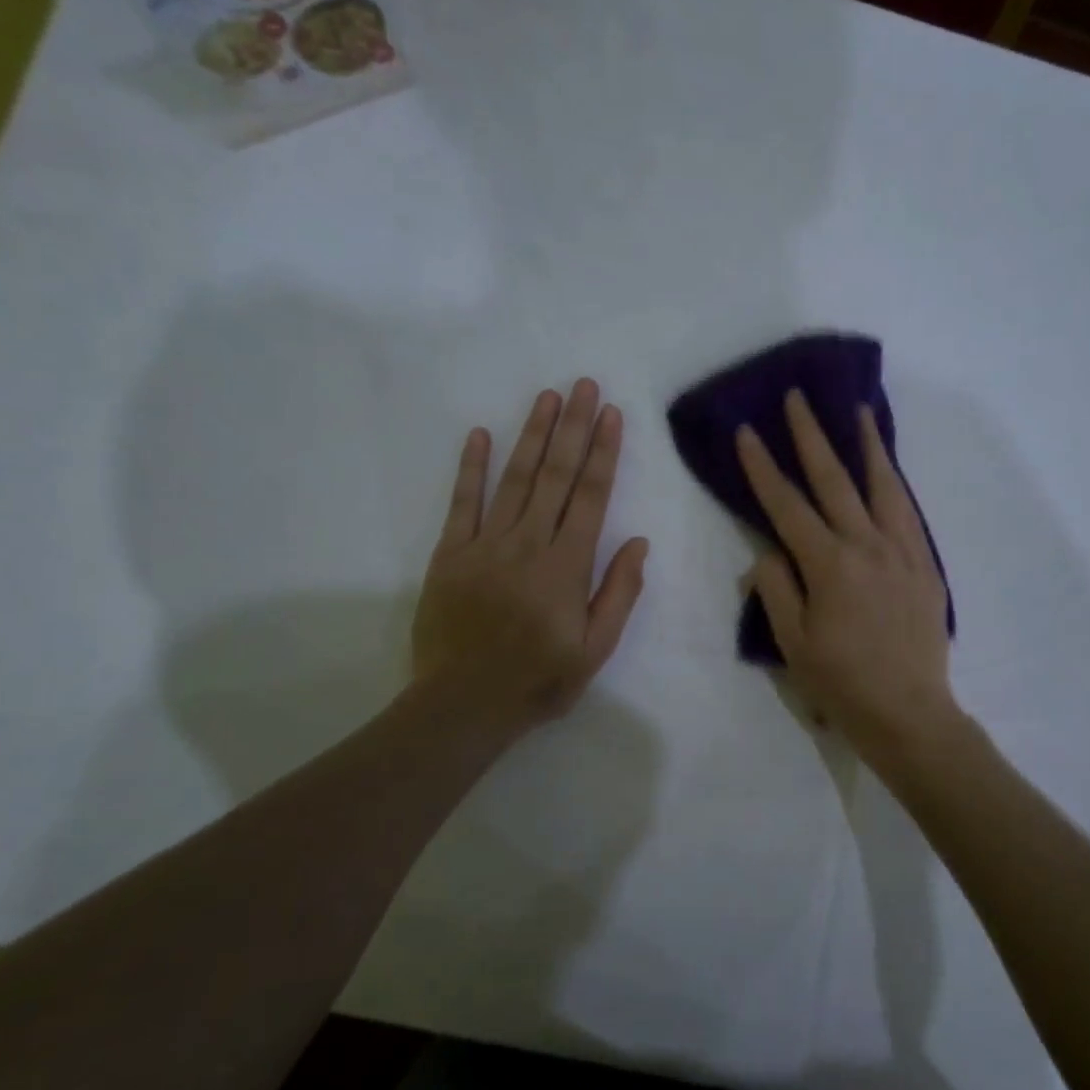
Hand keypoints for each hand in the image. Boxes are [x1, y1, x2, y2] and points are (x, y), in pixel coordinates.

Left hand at [412, 380, 649, 740]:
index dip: (604, 452)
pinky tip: (479, 434)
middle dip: (573, 427)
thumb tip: (638, 543)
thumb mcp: (595, 649)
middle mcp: (529, 543)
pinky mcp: (451, 553)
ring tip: (547, 397)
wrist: (463, 704)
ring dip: (532, 434)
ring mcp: (486, 544)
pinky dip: (471, 467)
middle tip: (584, 385)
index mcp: (567, 565)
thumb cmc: (538, 680)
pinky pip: (463, 502)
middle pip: (556, 475)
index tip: (612, 415)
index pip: (591, 496)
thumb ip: (618, 593)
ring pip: (515, 478)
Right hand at [736, 389, 958, 767]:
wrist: (910, 714)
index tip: (747, 431)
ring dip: (867, 446)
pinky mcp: (926, 567)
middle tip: (798, 397)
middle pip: (835, 481)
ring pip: (883, 487)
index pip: (787, 506)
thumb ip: (777, 590)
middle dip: (811, 436)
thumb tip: (767, 552)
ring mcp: (903, 553)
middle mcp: (868, 547)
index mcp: (829, 565)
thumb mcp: (792, 643)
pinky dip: (896, 484)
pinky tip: (889, 471)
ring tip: (858, 411)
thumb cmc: (842, 684)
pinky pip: (909, 513)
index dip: (763, 468)